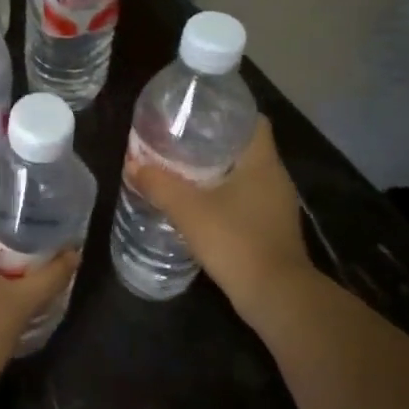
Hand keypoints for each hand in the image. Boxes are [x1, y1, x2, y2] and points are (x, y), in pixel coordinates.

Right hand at [126, 118, 319, 327]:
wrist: (276, 296)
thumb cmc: (236, 241)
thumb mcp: (189, 210)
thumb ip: (160, 185)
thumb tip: (132, 164)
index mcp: (262, 162)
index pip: (253, 120)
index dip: (226, 112)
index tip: (197, 114)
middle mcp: (275, 177)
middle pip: (245, 147)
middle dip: (213, 142)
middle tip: (179, 141)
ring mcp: (276, 205)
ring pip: (245, 175)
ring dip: (217, 172)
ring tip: (182, 170)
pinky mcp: (272, 228)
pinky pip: (246, 200)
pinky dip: (224, 197)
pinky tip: (199, 205)